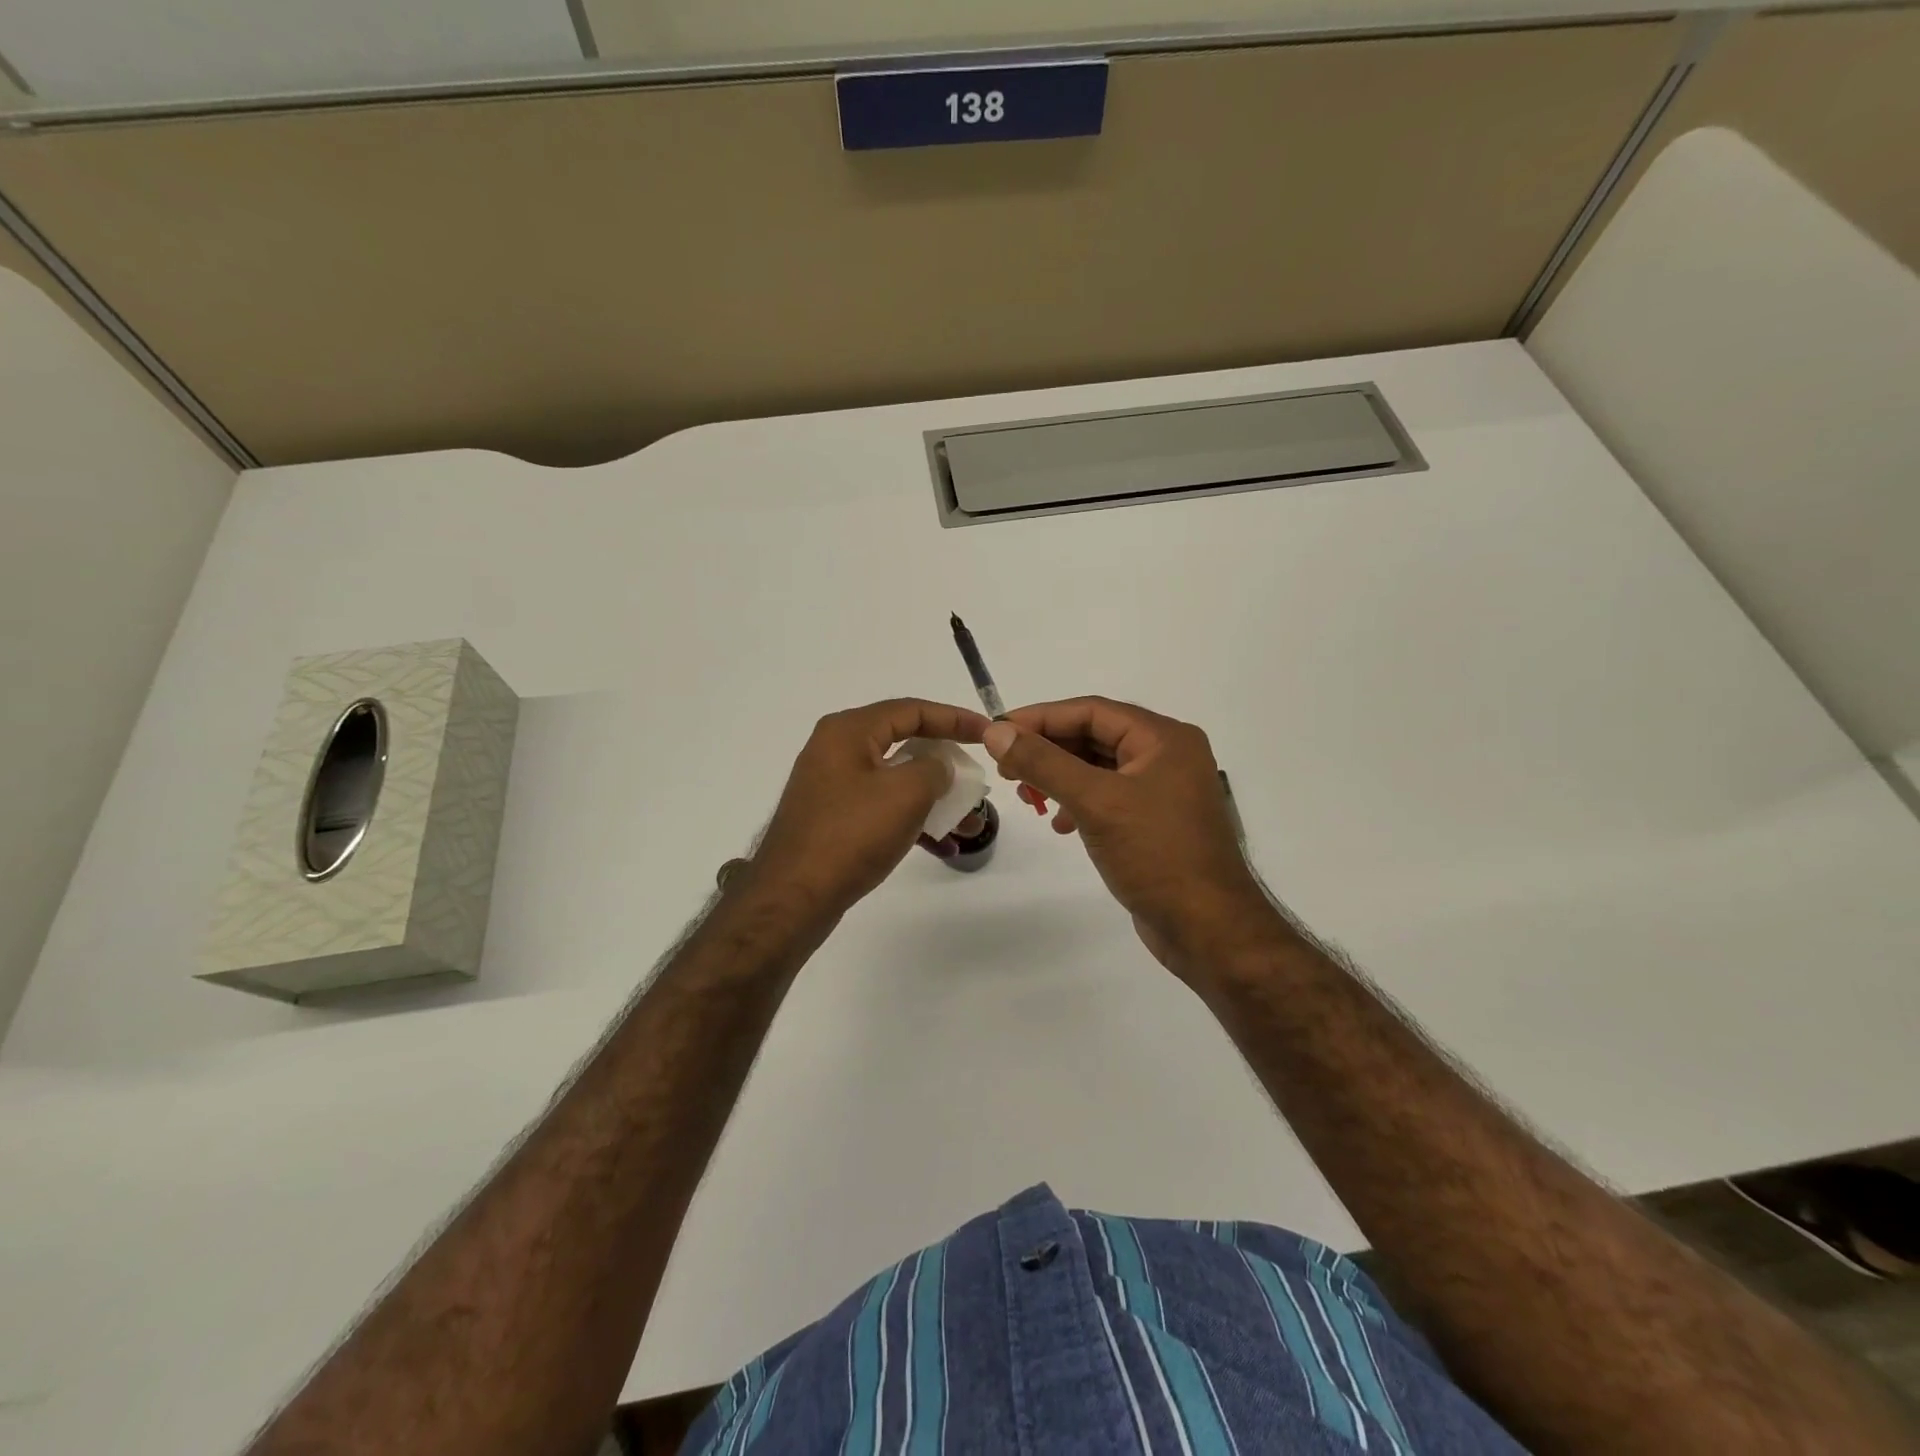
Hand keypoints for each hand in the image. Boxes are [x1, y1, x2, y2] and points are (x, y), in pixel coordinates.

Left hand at [738, 699, 989, 921]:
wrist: (793, 897)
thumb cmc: (851, 835)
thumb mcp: (906, 793)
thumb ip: (933, 768)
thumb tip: (937, 767)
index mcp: (849, 731)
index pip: (911, 710)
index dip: (954, 718)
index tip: (987, 732)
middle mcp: (836, 750)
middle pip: (903, 744)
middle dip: (945, 764)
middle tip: (975, 776)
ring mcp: (832, 786)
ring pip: (895, 781)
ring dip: (933, 799)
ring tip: (968, 822)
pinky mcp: (832, 819)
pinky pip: (881, 808)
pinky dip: (910, 820)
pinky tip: (941, 845)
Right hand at [982, 697, 1282, 975]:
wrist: (1208, 928)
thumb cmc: (1156, 855)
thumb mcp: (1095, 802)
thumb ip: (1043, 763)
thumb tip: (996, 732)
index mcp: (1164, 738)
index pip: (1091, 711)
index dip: (1040, 717)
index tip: (997, 731)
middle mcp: (1167, 755)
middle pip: (1095, 736)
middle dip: (1047, 749)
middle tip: (1005, 768)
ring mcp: (1163, 790)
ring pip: (1098, 767)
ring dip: (1059, 776)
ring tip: (1027, 797)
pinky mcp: (1155, 821)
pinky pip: (1108, 796)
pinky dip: (1078, 802)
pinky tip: (1060, 824)